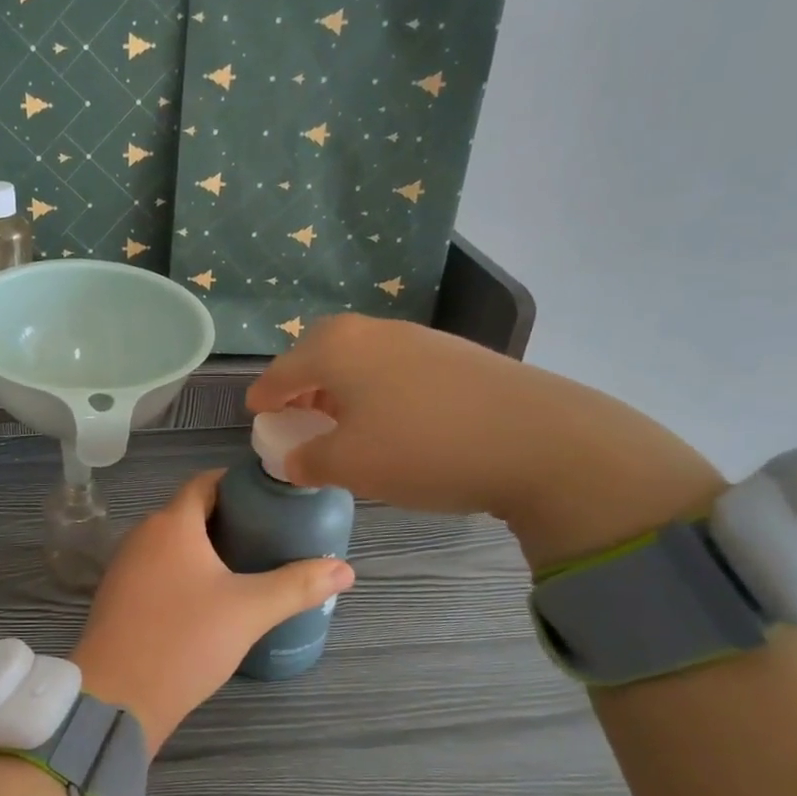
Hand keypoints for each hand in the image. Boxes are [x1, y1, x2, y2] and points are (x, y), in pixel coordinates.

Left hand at [71, 471, 353, 750]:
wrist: (118, 695)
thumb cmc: (185, 639)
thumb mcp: (250, 611)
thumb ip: (297, 585)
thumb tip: (346, 570)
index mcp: (171, 524)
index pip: (205, 483)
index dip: (237, 485)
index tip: (270, 499)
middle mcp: (142, 535)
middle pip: (189, 512)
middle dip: (227, 519)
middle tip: (268, 535)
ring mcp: (124, 566)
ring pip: (171, 543)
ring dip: (205, 548)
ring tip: (245, 566)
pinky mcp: (118, 596)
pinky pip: (156, 568)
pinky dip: (183, 571)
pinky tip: (208, 597)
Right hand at [246, 314, 726, 568]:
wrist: (540, 439)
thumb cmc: (423, 448)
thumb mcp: (349, 465)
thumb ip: (306, 461)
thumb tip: (292, 459)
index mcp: (334, 348)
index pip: (280, 372)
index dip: (264, 398)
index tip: (256, 416)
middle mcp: (371, 330)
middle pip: (319, 354)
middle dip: (302, 385)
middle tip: (299, 416)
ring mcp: (417, 337)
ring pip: (359, 359)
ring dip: (342, 387)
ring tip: (345, 422)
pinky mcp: (455, 353)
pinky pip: (395, 367)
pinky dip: (378, 389)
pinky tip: (394, 421)